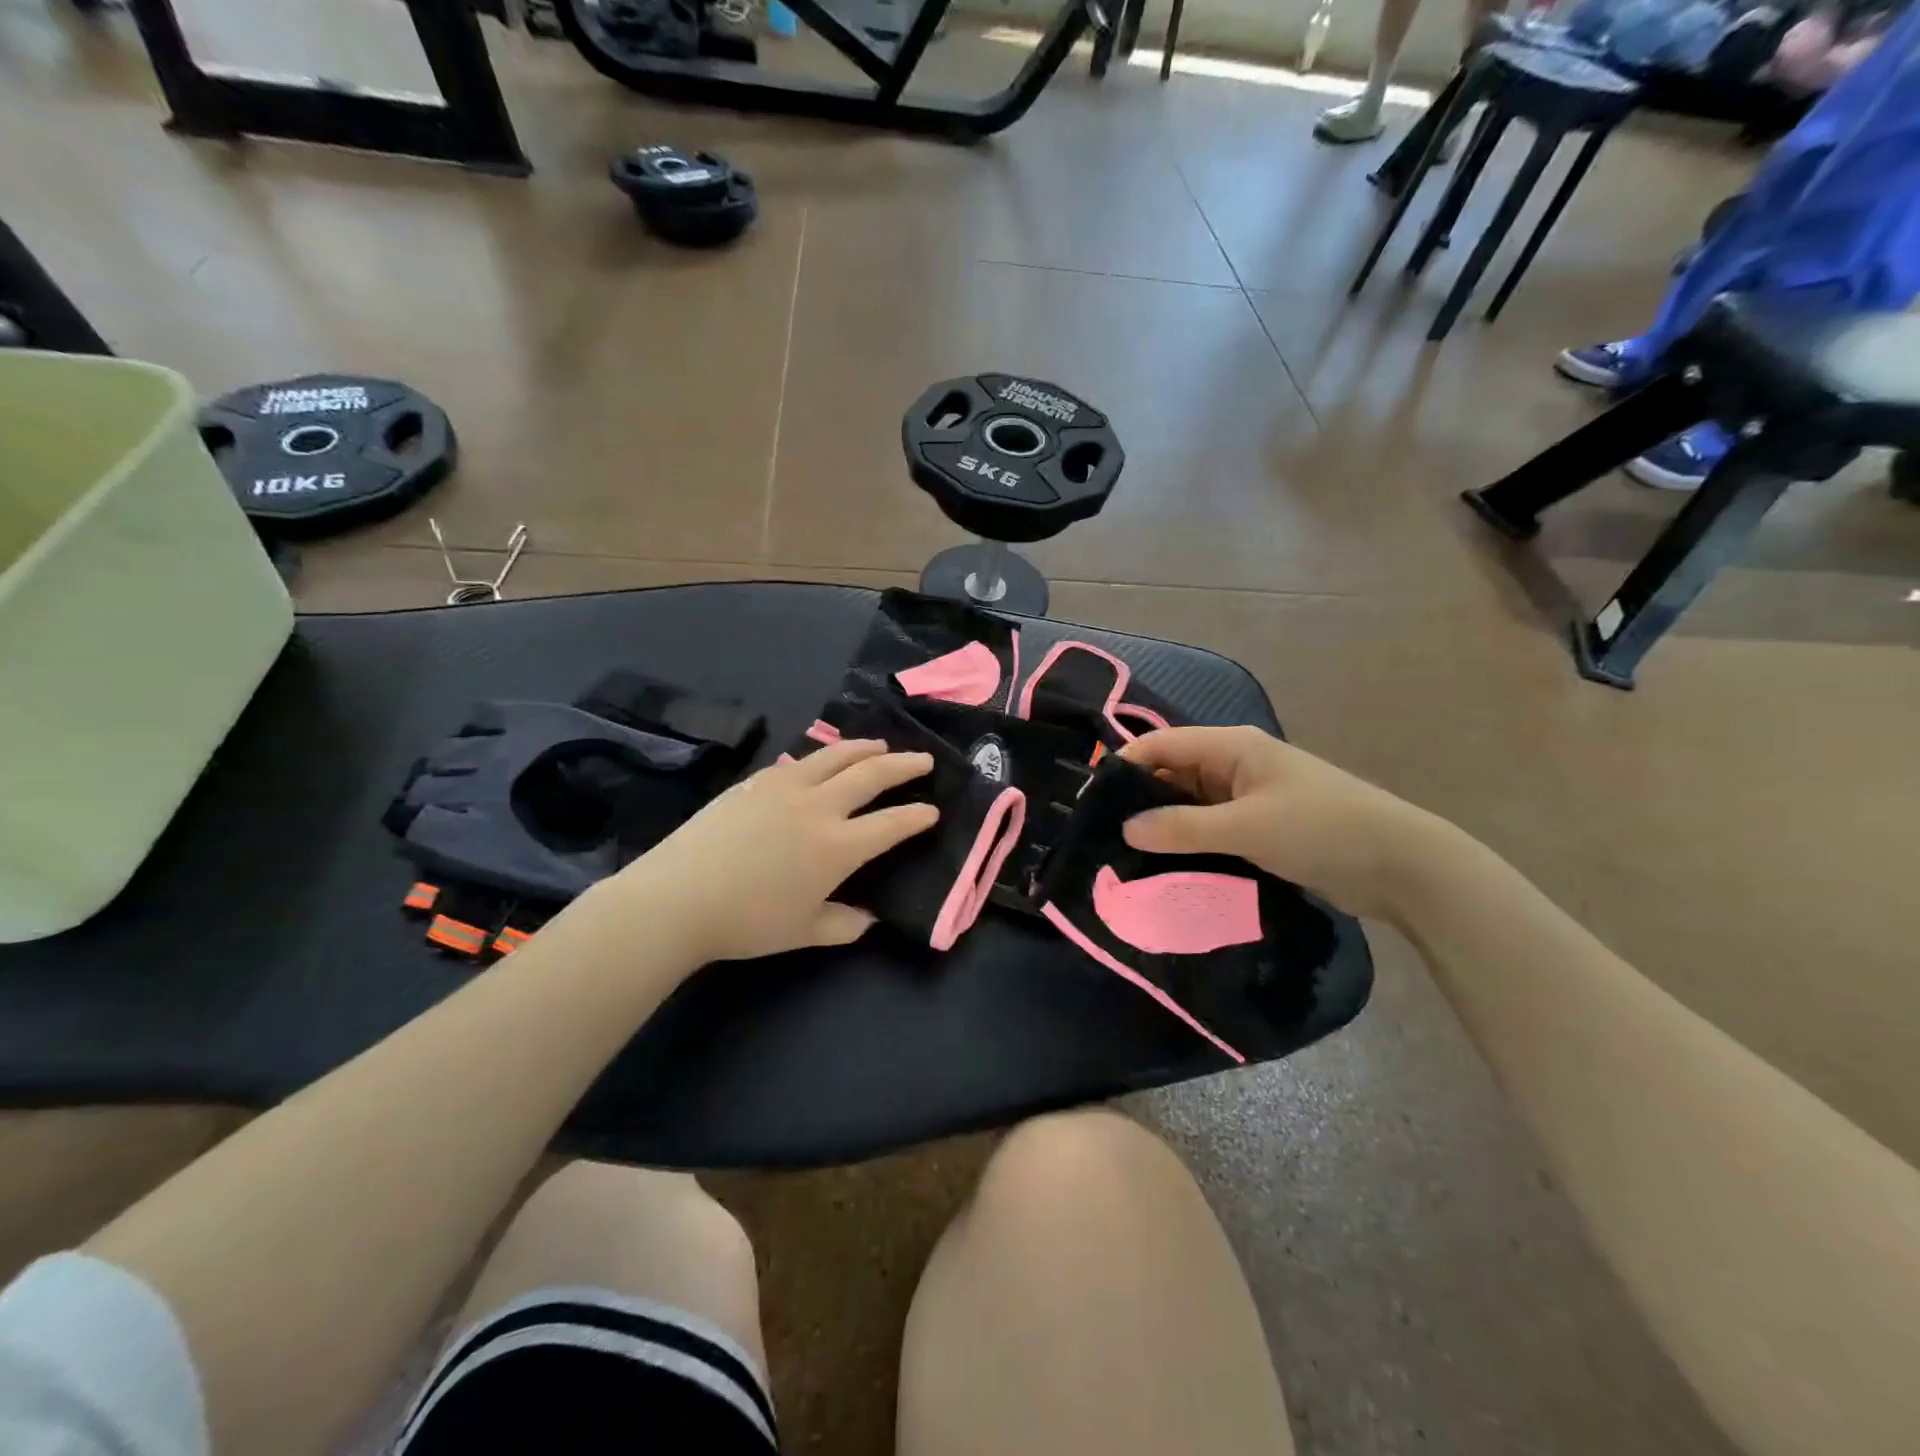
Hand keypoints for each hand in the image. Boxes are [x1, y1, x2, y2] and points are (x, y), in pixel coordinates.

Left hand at [586, 740, 938, 963]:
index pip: (891, 824)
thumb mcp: (804, 932)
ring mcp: (785, 787)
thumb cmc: (747, 921)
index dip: (917, 816)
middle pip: (871, 775)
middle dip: (904, 765)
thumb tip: (870, 919)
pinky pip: (799, 760)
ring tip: (880, 745)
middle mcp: (819, 807)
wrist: (679, 897)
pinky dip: (822, 756)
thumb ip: (844, 925)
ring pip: (835, 756)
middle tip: (924, 759)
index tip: (932, 810)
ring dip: (864, 748)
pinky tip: (821, 759)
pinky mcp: (756, 781)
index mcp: (838, 846)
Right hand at [1119, 726, 1445, 919]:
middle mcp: (1235, 765)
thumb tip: (1126, 829)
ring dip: (1163, 825)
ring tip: (1124, 855)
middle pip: (1172, 773)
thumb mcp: (1247, 827)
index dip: (1124, 766)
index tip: (1091, 801)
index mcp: (1232, 747)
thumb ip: (1183, 827)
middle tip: (1102, 835)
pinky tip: (1165, 866)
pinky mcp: (1259, 828)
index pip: (1161, 745)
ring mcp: (1248, 797)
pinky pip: (1210, 829)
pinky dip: (1188, 843)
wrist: (1402, 866)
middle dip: (1139, 799)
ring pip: (1189, 804)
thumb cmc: (1322, 829)